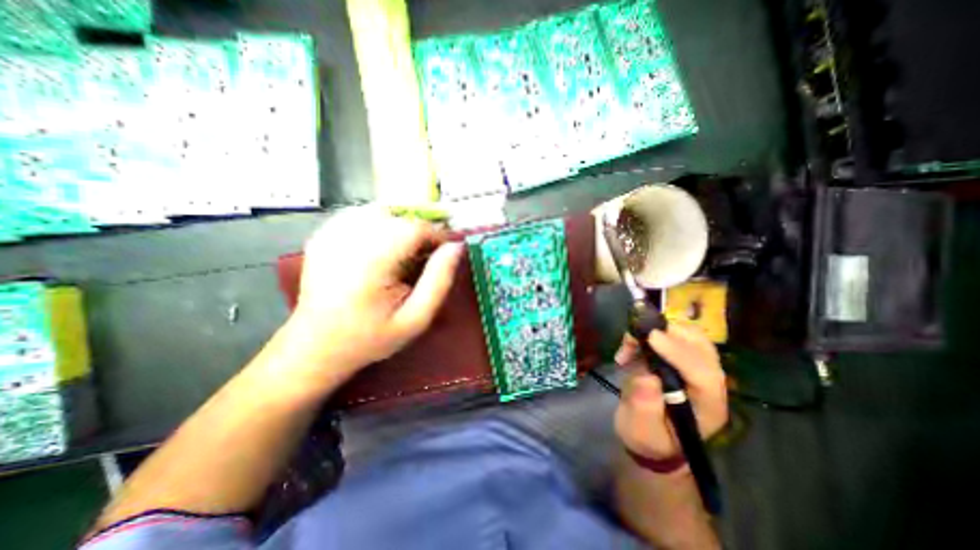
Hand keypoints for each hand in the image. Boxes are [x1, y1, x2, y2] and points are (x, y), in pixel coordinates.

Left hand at [288, 204, 464, 380]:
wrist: (316, 345)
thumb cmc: (371, 337)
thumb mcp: (416, 318)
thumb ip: (439, 281)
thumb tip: (456, 247)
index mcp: (371, 263)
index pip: (414, 228)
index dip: (437, 235)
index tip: (446, 252)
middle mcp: (347, 240)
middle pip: (398, 216)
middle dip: (419, 232)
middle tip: (425, 257)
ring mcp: (330, 234)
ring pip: (380, 210)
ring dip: (400, 226)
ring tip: (403, 253)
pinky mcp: (323, 235)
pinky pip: (360, 215)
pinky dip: (380, 224)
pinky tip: (381, 248)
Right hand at [611, 322, 726, 464]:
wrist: (650, 434)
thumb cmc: (648, 437)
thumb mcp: (641, 431)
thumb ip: (644, 407)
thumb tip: (646, 378)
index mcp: (707, 407)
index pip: (703, 374)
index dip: (679, 352)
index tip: (651, 338)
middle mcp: (709, 383)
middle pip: (702, 346)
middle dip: (669, 333)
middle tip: (636, 335)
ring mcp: (696, 366)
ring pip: (689, 335)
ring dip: (658, 330)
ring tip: (630, 343)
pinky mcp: (680, 356)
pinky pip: (672, 334)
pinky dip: (650, 332)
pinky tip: (631, 345)